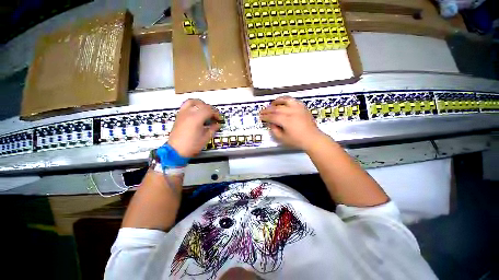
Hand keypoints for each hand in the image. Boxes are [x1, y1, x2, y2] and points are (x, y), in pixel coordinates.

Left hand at [168, 99, 220, 157]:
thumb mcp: (204, 139)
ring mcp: (183, 113)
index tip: (219, 119)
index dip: (216, 113)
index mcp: (197, 118)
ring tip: (204, 110)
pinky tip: (195, 111)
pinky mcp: (179, 115)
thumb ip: (212, 130)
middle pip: (203, 105)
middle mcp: (189, 112)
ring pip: (193, 102)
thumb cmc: (190, 146)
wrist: (175, 151)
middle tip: (213, 116)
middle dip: (210, 109)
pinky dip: (192, 105)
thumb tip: (217, 125)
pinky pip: (186, 105)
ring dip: (201, 104)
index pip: (209, 110)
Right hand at [260, 96, 323, 150]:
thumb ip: (275, 130)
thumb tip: (271, 123)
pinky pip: (293, 100)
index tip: (260, 117)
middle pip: (277, 108)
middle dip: (268, 109)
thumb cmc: (298, 141)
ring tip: (273, 103)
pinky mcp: (303, 107)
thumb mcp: (283, 139)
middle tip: (263, 111)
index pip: (272, 116)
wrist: (313, 138)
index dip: (265, 116)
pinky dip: (287, 100)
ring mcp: (298, 108)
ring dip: (277, 101)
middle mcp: (292, 112)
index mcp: (286, 121)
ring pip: (285, 100)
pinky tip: (284, 103)